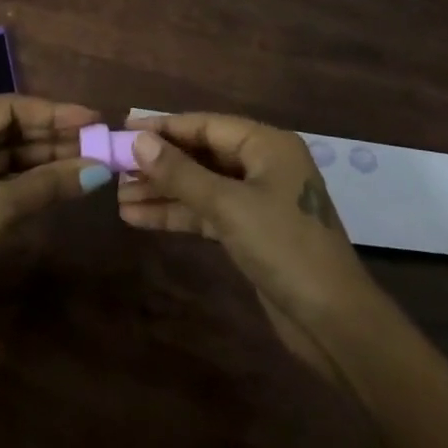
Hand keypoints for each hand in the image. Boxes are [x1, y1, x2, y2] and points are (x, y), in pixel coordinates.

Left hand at [0, 94, 105, 362]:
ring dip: (45, 159)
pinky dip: (29, 180)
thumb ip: (48, 183)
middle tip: (98, 141)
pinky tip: (62, 181)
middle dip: (53, 136)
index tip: (92, 119)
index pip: (7, 107)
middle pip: (8, 129)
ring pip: (6, 155)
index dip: (53, 112)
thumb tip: (99, 170)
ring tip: (90, 160)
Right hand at [118, 113, 378, 374]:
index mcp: (266, 145)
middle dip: (159, 164)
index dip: (163, 127)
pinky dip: (178, 215)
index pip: (205, 125)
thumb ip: (181, 173)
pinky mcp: (251, 231)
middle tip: (114, 168)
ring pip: (201, 186)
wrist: (334, 321)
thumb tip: (138, 140)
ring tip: (118, 197)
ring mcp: (257, 200)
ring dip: (163, 192)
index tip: (123, 129)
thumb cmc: (285, 247)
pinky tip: (139, 219)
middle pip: (201, 155)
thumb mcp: (228, 206)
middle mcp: (262, 165)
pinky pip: (207, 212)